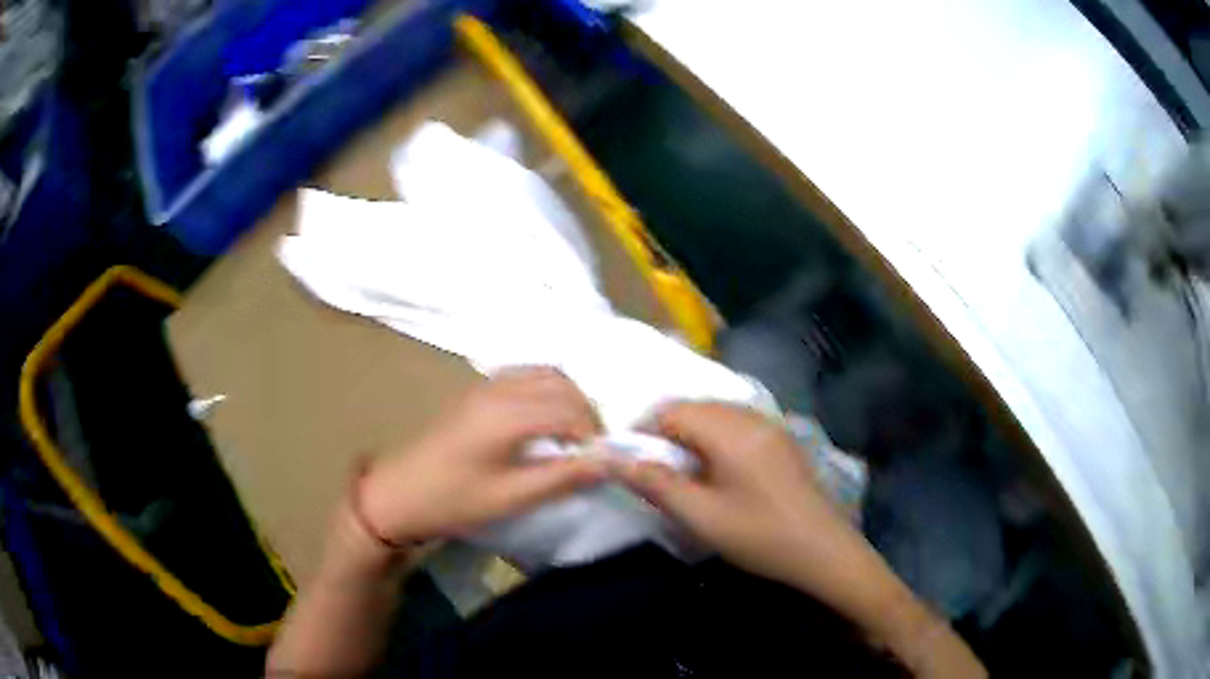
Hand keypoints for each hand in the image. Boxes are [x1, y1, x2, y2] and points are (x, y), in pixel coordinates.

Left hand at [360, 367, 606, 543]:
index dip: (594, 433)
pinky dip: (546, 390)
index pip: (569, 409)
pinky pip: (524, 376)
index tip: (602, 461)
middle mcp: (499, 389)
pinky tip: (545, 420)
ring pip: (544, 373)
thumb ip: (562, 477)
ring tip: (573, 434)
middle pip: (560, 383)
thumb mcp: (510, 497)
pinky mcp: (476, 391)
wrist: (398, 493)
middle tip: (592, 448)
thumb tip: (607, 463)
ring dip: (567, 397)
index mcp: (507, 414)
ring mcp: (485, 386)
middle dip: (585, 411)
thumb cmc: (453, 500)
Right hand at [612, 402, 874, 601]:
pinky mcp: (781, 439)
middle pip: (694, 407)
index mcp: (729, 430)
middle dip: (666, 431)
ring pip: (716, 413)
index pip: (671, 410)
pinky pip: (737, 423)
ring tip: (683, 472)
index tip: (630, 461)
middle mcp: (750, 416)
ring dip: (692, 433)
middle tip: (655, 470)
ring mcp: (770, 425)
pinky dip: (716, 437)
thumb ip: (657, 484)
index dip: (643, 430)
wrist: (823, 549)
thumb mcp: (701, 516)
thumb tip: (616, 461)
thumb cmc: (759, 535)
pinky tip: (718, 471)